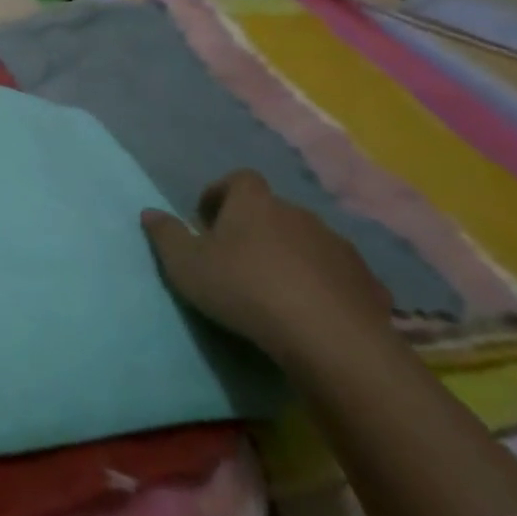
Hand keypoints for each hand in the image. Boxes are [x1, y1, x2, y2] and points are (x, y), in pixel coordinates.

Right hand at [140, 170, 393, 368]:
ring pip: (308, 241)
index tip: (207, 220)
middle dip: (256, 228)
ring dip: (291, 255)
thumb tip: (149, 212)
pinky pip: (338, 275)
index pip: (238, 179)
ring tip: (275, 288)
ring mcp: (338, 246)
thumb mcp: (186, 264)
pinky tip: (312, 311)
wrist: (328, 336)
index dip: (222, 195)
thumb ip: (166, 235)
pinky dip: (324, 285)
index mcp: (254, 203)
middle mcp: (298, 214)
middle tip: (237, 259)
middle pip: (273, 211)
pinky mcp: (367, 282)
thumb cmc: (244, 288)